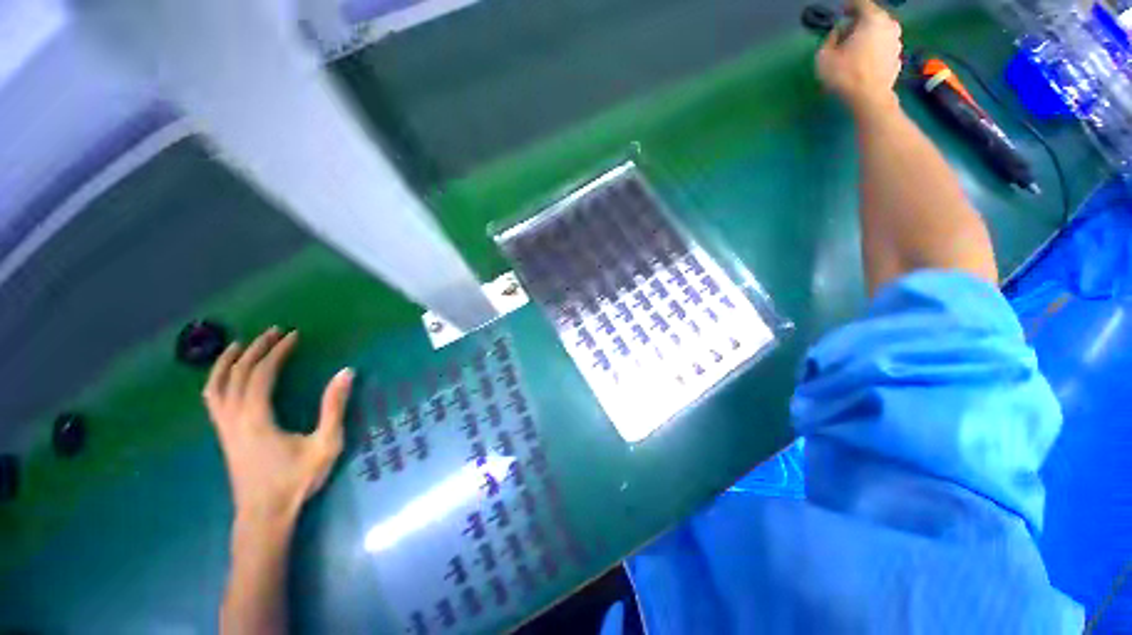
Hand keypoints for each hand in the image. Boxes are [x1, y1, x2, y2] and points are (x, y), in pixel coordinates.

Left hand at [203, 327, 353, 525]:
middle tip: (274, 332)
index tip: (293, 336)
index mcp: (257, 418)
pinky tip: (226, 377)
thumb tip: (346, 372)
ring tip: (239, 344)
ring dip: (227, 361)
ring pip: (216, 386)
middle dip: (255, 349)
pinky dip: (216, 380)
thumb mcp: (325, 443)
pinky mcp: (224, 435)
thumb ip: (334, 407)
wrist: (264, 515)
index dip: (278, 352)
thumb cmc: (297, 479)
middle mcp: (234, 418)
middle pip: (237, 374)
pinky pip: (212, 399)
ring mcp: (224, 427)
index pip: (262, 374)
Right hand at [816, 0, 902, 112]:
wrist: (869, 98)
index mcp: (872, 18)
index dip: (849, 6)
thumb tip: (837, 32)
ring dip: (868, 37)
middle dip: (860, 23)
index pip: (861, 3)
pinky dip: (875, 50)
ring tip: (855, 49)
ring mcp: (896, 42)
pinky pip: (883, 48)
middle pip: (873, 17)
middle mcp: (889, 25)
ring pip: (880, 32)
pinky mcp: (898, 57)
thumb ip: (830, 38)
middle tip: (847, 33)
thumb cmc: (845, 75)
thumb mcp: (824, 57)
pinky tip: (865, 62)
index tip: (841, 12)